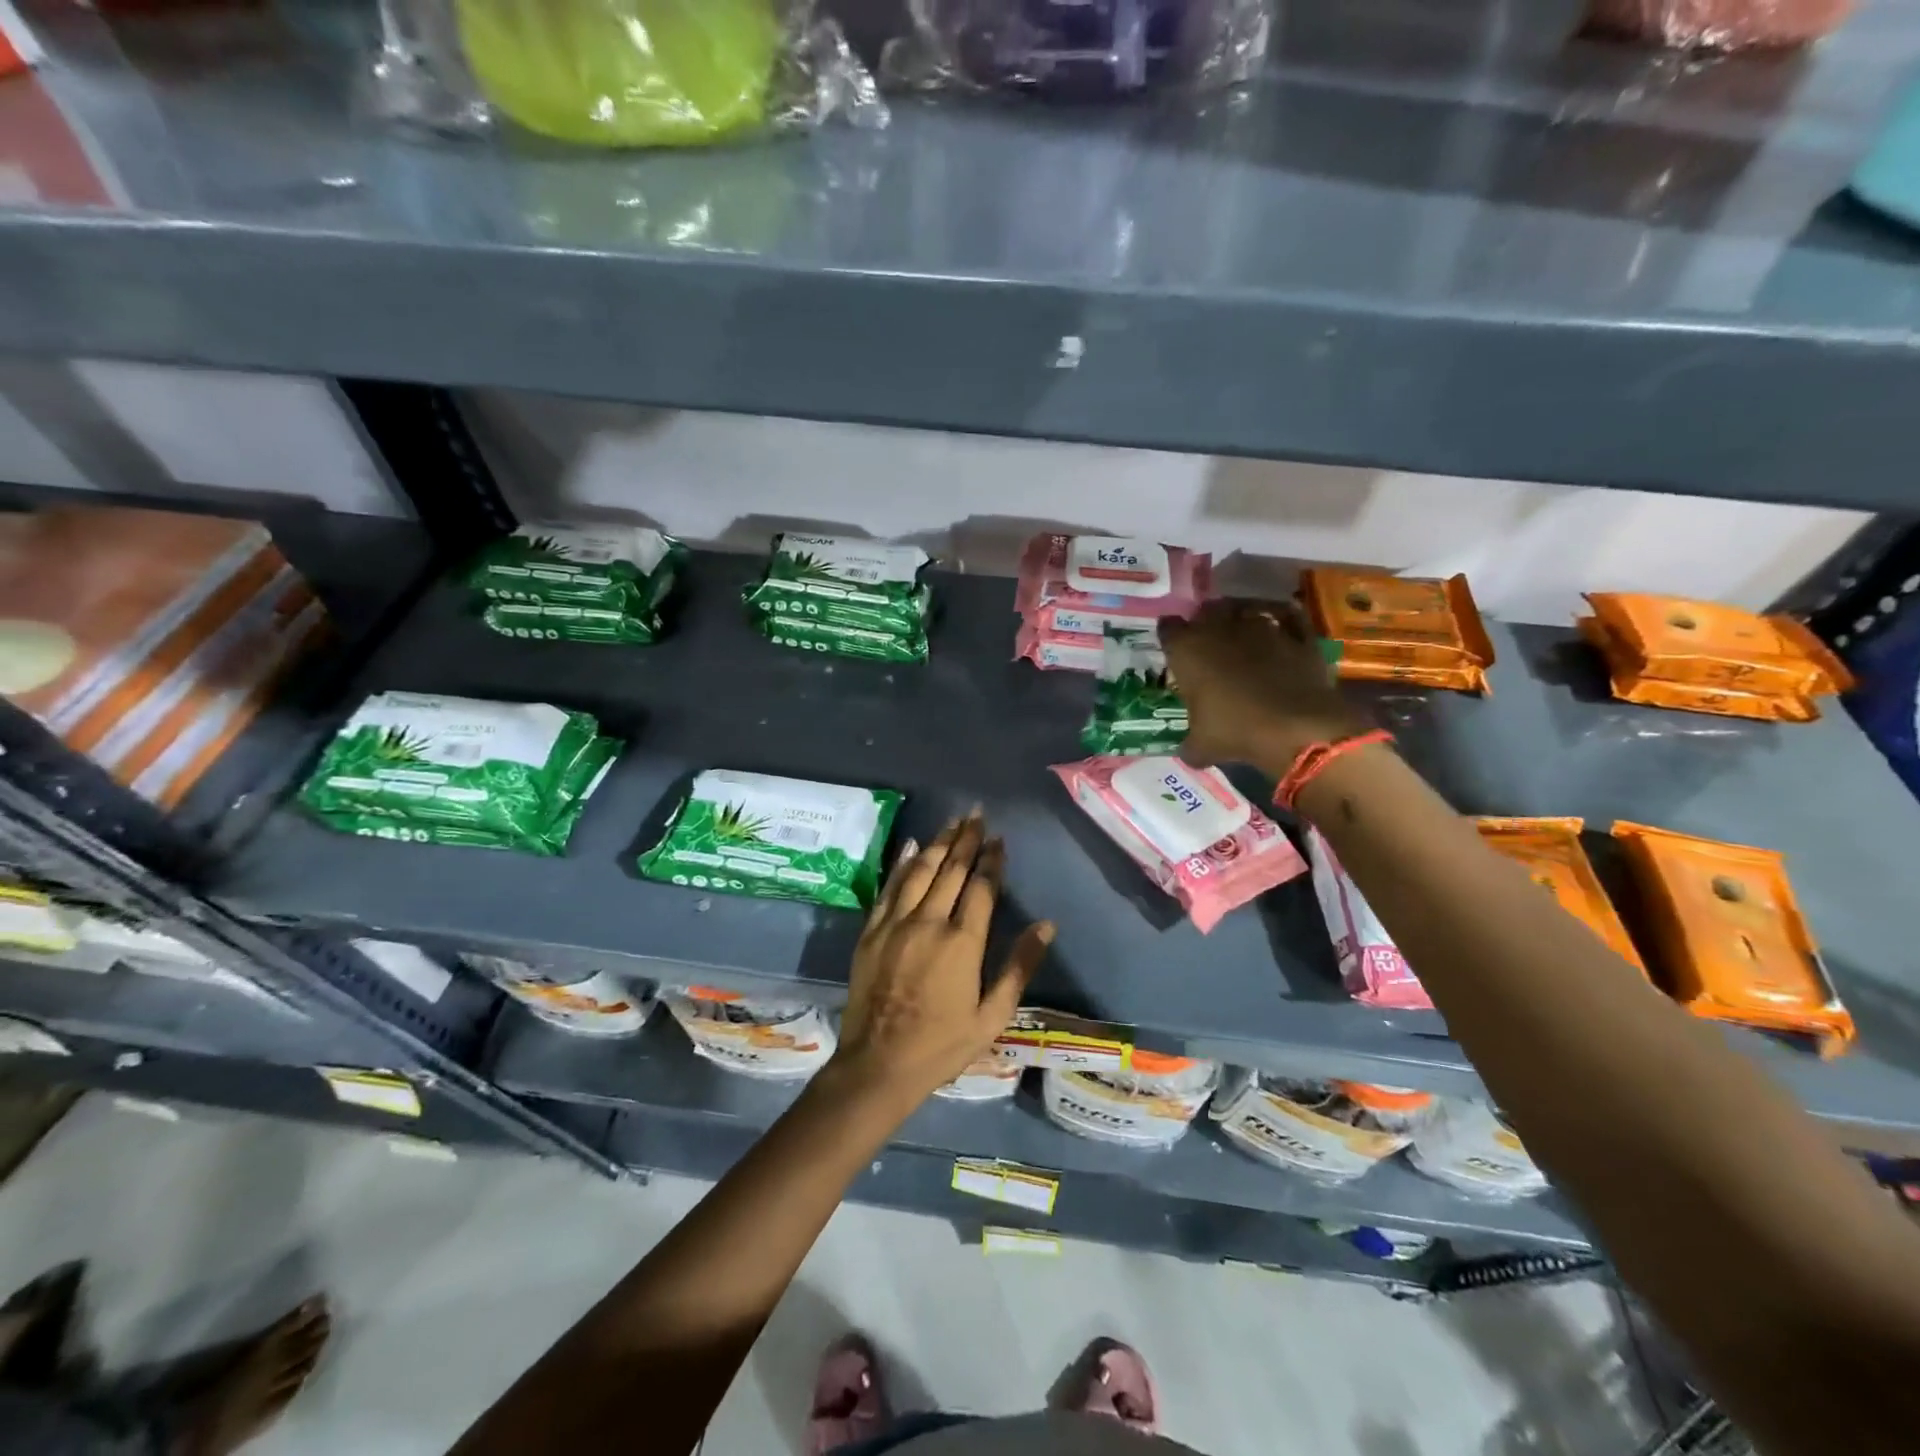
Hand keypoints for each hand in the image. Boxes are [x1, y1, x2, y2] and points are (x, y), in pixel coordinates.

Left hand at [832, 812, 1054, 1108]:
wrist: (878, 1064)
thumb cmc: (943, 1045)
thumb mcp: (992, 1015)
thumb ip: (1019, 966)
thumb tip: (1047, 925)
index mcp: (962, 942)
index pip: (981, 888)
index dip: (992, 860)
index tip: (999, 839)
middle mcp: (929, 922)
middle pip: (950, 870)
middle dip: (966, 840)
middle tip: (977, 814)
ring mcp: (896, 924)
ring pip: (919, 871)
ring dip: (937, 843)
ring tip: (952, 822)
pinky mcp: (872, 931)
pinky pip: (889, 888)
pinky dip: (902, 864)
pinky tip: (911, 846)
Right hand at [1159, 599, 1367, 772]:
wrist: (1297, 727)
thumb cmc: (1236, 732)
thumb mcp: (1201, 747)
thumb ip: (1189, 744)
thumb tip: (1189, 751)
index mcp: (1188, 650)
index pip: (1168, 629)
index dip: (1171, 638)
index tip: (1175, 650)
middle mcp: (1220, 628)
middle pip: (1206, 610)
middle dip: (1205, 622)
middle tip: (1208, 642)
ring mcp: (1261, 626)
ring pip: (1245, 608)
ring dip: (1241, 618)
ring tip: (1243, 634)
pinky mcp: (1296, 633)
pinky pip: (1287, 614)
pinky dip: (1282, 617)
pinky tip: (1280, 627)